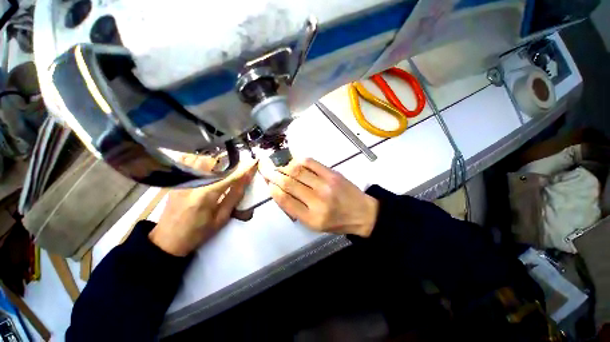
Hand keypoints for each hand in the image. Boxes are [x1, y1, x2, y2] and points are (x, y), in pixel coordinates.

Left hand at [149, 155, 257, 255]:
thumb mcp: (222, 217)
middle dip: (229, 163)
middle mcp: (192, 183)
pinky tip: (205, 169)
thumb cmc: (199, 232)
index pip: (229, 176)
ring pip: (201, 158)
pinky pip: (188, 161)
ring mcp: (181, 180)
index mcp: (205, 196)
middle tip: (236, 169)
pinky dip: (199, 161)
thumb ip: (235, 195)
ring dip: (215, 162)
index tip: (254, 162)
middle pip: (214, 162)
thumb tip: (246, 178)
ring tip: (220, 170)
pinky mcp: (176, 180)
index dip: (243, 168)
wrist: (168, 239)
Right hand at [259, 158, 377, 236]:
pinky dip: (299, 160)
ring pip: (298, 171)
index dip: (273, 189)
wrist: (362, 213)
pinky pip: (311, 163)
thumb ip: (296, 210)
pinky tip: (294, 162)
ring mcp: (326, 185)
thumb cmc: (337, 221)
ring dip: (284, 167)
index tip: (268, 183)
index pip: (285, 200)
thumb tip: (279, 191)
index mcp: (311, 218)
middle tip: (266, 170)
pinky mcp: (333, 174)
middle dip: (274, 175)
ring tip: (279, 167)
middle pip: (289, 183)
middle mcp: (317, 201)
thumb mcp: (314, 225)